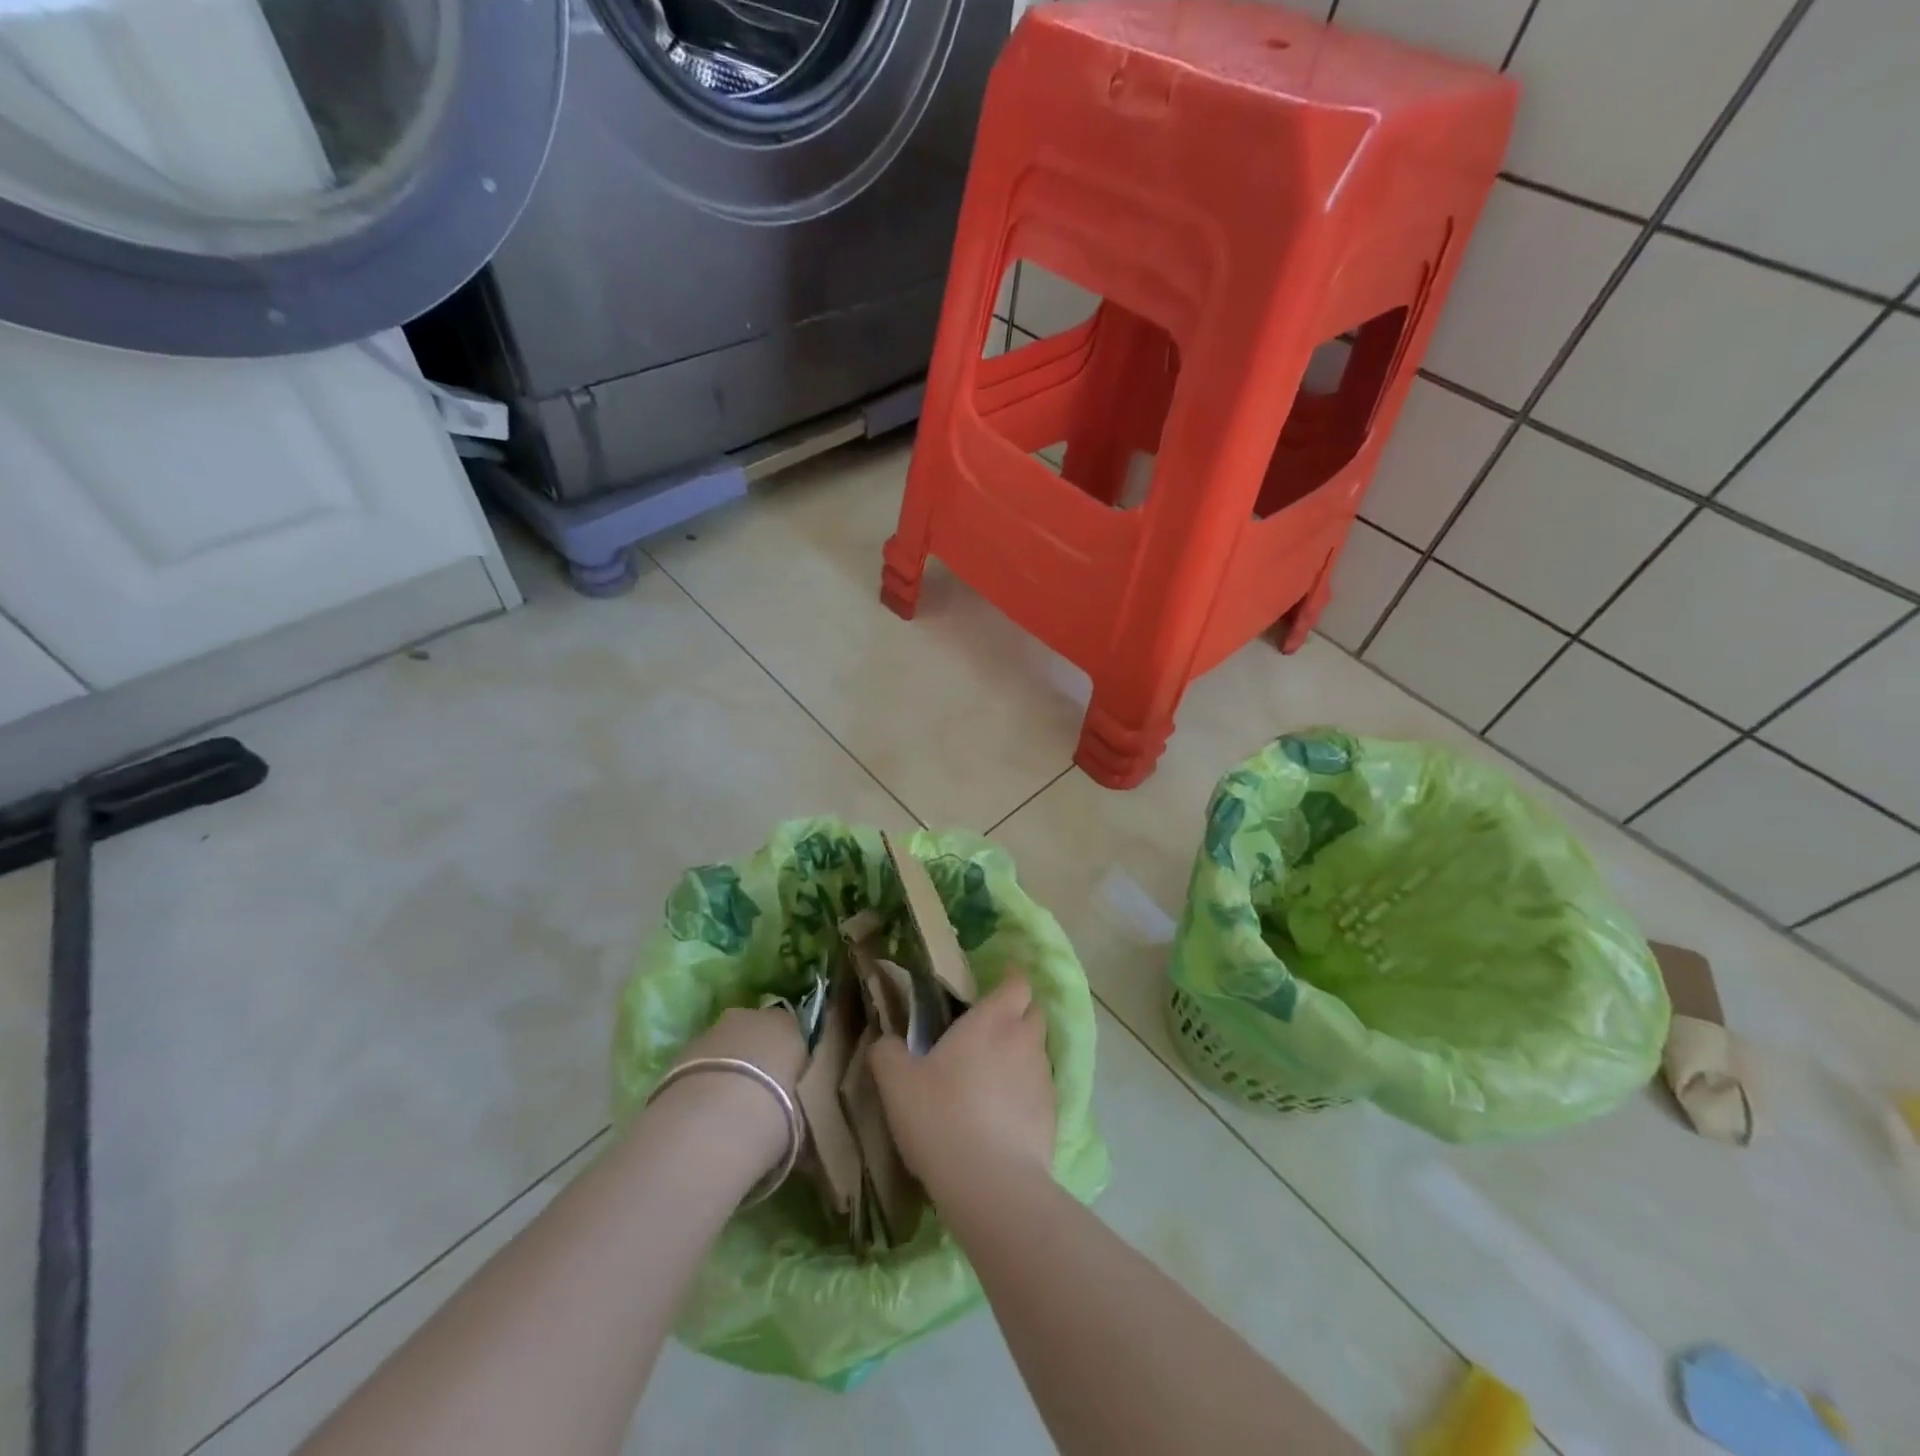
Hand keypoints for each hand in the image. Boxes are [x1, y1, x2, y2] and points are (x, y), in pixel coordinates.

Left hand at [654, 1006, 807, 1177]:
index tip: (786, 1088)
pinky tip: (700, 1113)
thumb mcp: (798, 1121)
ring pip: (725, 1047)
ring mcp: (714, 1030)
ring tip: (723, 1111)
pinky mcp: (682, 1050)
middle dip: (755, 1059)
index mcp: (788, 1026)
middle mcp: (752, 1018)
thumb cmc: (772, 1113)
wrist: (713, 1119)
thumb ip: (797, 1117)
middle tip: (755, 1097)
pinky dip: (702, 1081)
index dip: (788, 1061)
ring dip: (725, 1069)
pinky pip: (700, 1063)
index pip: (792, 1035)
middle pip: (755, 1034)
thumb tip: (802, 1144)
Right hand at [870, 973, 1056, 1197]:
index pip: (1016, 983)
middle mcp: (1024, 1040)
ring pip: (1038, 1051)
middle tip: (989, 1030)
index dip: (1009, 980)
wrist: (991, 1185)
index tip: (994, 986)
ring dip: (1022, 1054)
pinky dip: (1026, 1091)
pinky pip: (1041, 1089)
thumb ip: (887, 1053)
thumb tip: (885, 1042)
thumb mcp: (897, 1084)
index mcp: (992, 1021)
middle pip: (1034, 1012)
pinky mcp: (1053, 1115)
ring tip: (993, 1076)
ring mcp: (1043, 1078)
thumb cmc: (941, 1118)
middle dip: (1018, 1014)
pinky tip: (1003, 1114)